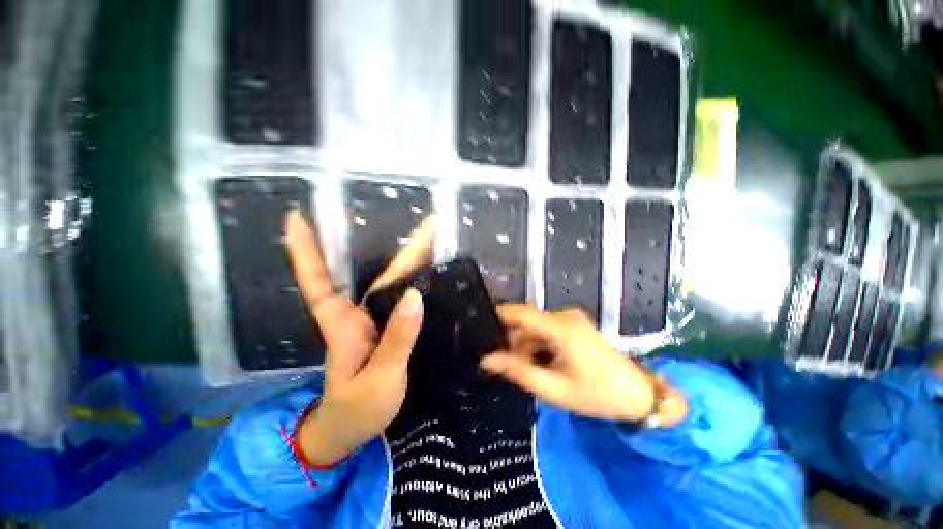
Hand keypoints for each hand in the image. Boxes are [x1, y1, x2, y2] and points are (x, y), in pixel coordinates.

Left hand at [283, 212, 434, 465]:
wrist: (351, 431)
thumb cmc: (356, 409)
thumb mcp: (379, 378)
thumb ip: (397, 338)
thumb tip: (415, 296)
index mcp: (342, 324)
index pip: (319, 280)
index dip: (305, 249)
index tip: (296, 216)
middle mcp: (356, 315)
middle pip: (376, 273)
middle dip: (402, 248)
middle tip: (430, 224)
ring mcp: (373, 321)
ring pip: (390, 283)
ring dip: (411, 259)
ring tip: (435, 239)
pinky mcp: (386, 328)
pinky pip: (399, 298)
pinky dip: (413, 280)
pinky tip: (427, 270)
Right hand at [481, 305, 687, 426]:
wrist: (640, 395)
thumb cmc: (599, 395)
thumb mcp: (554, 389)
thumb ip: (518, 372)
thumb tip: (487, 360)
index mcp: (561, 328)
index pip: (520, 312)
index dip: (497, 315)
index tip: (477, 325)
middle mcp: (564, 316)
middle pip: (525, 322)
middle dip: (509, 340)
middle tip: (495, 361)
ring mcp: (570, 320)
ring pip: (534, 328)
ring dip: (523, 346)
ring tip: (515, 369)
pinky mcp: (573, 326)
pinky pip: (545, 331)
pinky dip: (535, 345)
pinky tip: (533, 364)